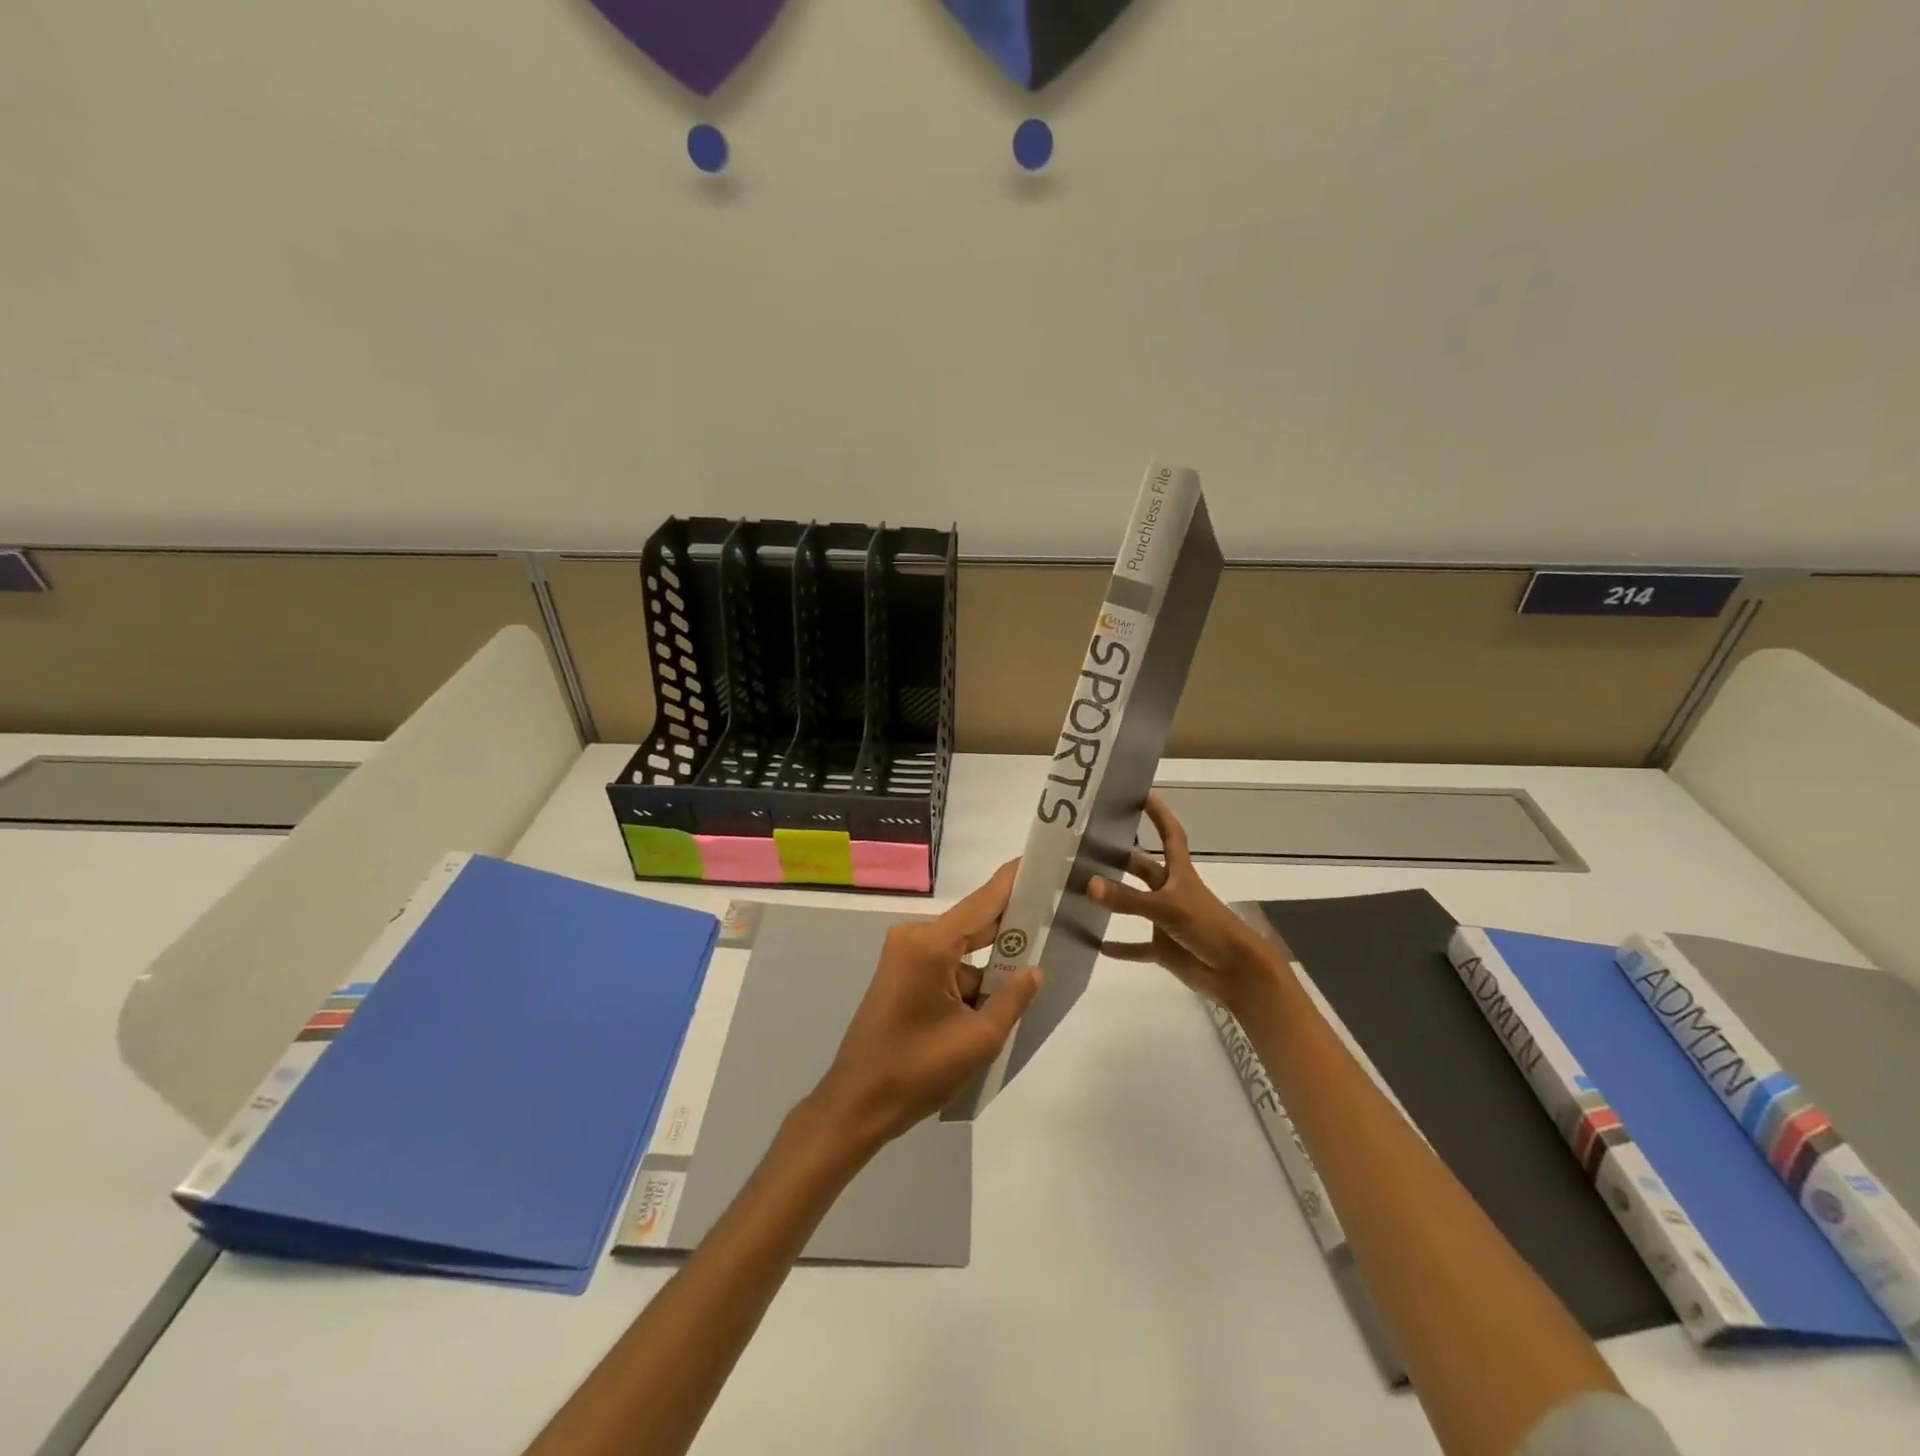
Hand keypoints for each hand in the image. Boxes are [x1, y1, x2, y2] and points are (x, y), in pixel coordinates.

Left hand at [809, 861, 1042, 1150]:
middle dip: (1011, 922)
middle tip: (1053, 912)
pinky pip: (947, 963)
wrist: (857, 1104)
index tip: (1042, 860)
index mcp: (930, 944)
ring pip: (963, 947)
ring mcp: (905, 954)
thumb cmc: (916, 1072)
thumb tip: (1035, 969)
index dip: (1014, 881)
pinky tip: (1000, 993)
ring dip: (992, 959)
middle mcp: (915, 937)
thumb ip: (1013, 998)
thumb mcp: (978, 1039)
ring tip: (1035, 962)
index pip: (983, 901)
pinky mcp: (901, 973)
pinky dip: (972, 975)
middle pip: (974, 922)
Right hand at [1090, 792, 1284, 1009]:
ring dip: (1115, 899)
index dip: (1159, 814)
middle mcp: (1172, 892)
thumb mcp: (1166, 907)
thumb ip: (1127, 898)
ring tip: (1083, 888)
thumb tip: (1089, 884)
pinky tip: (1094, 943)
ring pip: (1136, 905)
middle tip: (1090, 845)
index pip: (1170, 835)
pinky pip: (1136, 946)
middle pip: (1145, 868)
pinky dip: (1119, 946)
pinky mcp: (1164, 948)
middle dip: (1122, 857)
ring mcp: (1167, 920)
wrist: (1236, 973)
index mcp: (1180, 874)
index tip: (1142, 794)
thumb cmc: (1208, 928)